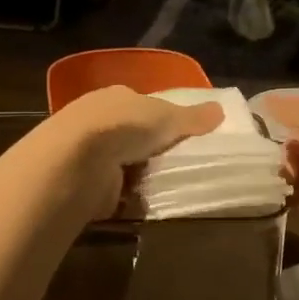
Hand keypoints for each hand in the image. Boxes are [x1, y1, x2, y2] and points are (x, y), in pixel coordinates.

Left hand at [45, 85, 223, 220]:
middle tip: (182, 163)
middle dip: (153, 149)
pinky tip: (146, 202)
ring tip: (169, 185)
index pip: (143, 105)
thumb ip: (193, 117)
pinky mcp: (86, 182)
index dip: (163, 118)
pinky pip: (116, 190)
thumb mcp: (167, 117)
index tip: (184, 135)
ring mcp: (89, 152)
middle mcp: (98, 120)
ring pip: (125, 163)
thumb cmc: (124, 127)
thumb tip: (221, 110)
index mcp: (116, 97)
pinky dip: (129, 196)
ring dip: (142, 174)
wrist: (77, 161)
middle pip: (134, 135)